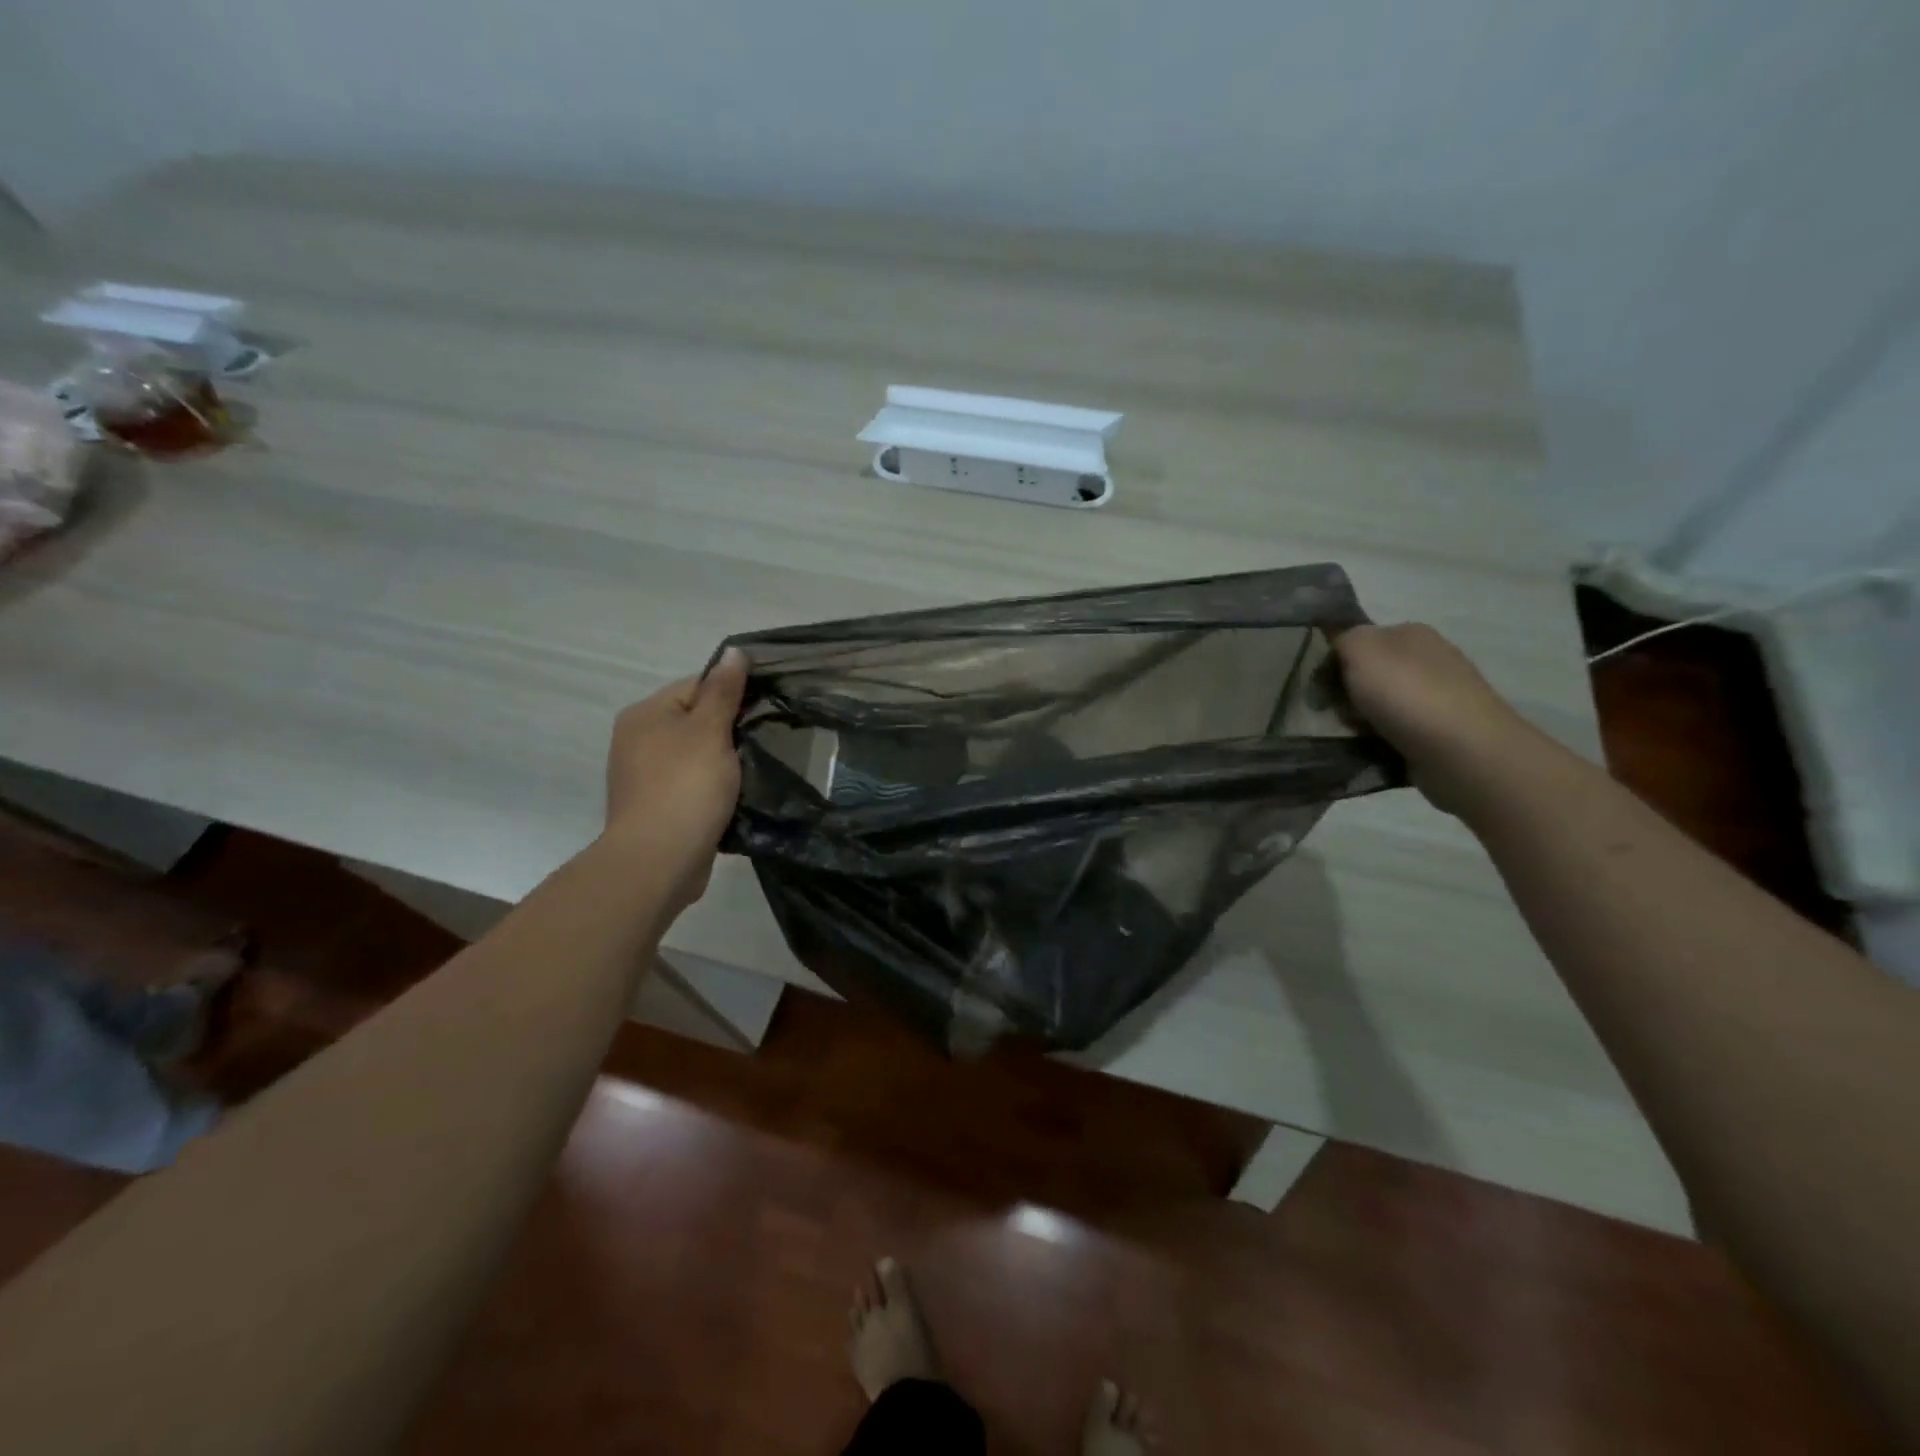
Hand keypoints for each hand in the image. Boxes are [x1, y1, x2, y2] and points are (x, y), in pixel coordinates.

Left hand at [603, 647, 749, 912]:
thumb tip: (733, 650)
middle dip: (729, 732)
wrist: (659, 860)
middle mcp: (637, 740)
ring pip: (696, 756)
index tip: (761, 714)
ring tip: (752, 772)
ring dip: (723, 763)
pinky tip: (733, 798)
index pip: (696, 687)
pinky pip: (692, 786)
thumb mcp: (710, 731)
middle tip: (762, 743)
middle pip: (696, 722)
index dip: (731, 697)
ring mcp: (644, 776)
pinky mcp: (657, 807)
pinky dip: (712, 789)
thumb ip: (724, 690)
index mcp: (646, 714)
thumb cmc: (686, 786)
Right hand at [1334, 623, 1541, 816]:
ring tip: (1352, 736)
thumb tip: (1339, 647)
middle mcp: (1429, 660)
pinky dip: (1380, 741)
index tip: (1318, 685)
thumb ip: (1343, 637)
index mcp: (1412, 634)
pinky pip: (1395, 733)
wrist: (1463, 752)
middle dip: (1346, 694)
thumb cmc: (1407, 694)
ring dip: (1360, 721)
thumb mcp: (1361, 649)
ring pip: (1379, 705)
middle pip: (1367, 674)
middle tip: (1334, 713)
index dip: (1333, 661)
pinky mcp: (1441, 732)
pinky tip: (1373, 750)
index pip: (1358, 640)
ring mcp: (1439, 697)